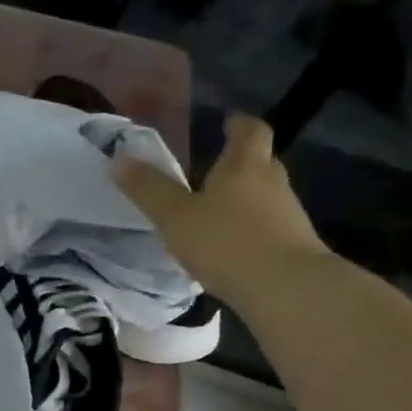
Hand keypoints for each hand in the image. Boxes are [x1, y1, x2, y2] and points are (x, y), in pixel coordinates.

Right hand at [114, 113, 331, 305]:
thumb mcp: (175, 217)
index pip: (249, 130)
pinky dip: (248, 225)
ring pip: (263, 193)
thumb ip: (148, 189)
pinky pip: (267, 223)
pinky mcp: (293, 243)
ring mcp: (287, 213)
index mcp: (244, 166)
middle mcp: (271, 181)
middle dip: (238, 161)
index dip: (237, 123)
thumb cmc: (226, 242)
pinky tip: (228, 243)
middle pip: (259, 161)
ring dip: (242, 196)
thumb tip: (119, 158)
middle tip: (211, 167)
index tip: (226, 121)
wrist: (286, 288)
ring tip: (213, 209)